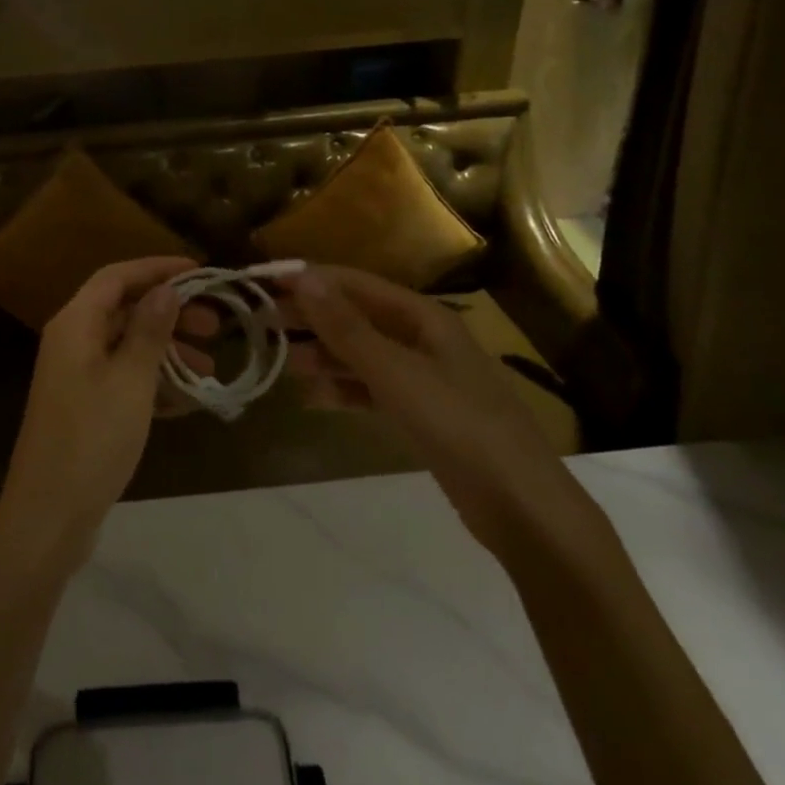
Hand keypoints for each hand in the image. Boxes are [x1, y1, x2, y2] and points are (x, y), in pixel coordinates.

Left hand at [0, 257, 202, 568]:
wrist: (48, 517)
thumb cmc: (92, 440)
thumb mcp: (130, 381)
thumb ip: (149, 331)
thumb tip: (166, 289)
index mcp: (75, 325)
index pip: (116, 276)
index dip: (157, 269)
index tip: (200, 272)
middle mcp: (72, 342)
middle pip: (124, 309)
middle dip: (169, 312)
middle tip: (214, 326)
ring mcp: (76, 377)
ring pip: (127, 346)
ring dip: (167, 350)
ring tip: (209, 366)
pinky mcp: (84, 408)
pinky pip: (124, 379)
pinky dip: (154, 381)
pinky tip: (187, 400)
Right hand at [281, 266, 591, 553]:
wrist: (522, 507)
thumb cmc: (459, 424)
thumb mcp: (396, 371)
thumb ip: (346, 327)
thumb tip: (302, 277)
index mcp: (424, 317)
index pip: (356, 283)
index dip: (312, 280)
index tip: (265, 283)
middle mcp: (423, 339)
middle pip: (357, 317)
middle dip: (312, 318)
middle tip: (262, 324)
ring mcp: (424, 378)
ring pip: (362, 355)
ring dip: (324, 355)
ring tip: (281, 363)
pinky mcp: (422, 414)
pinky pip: (372, 390)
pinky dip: (343, 390)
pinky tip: (312, 398)